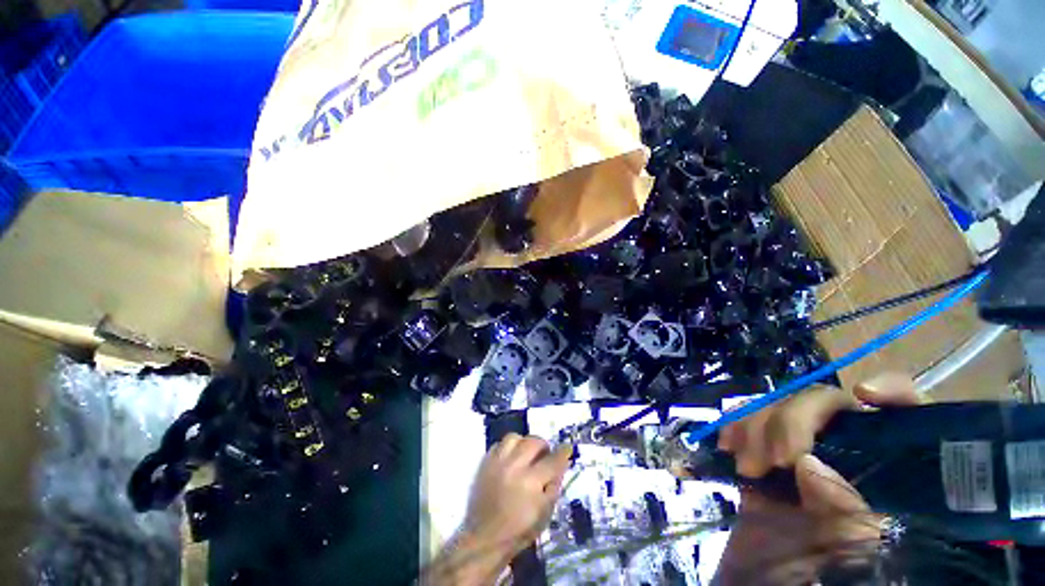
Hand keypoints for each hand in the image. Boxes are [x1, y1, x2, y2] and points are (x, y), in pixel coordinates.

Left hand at [422, 434, 571, 584]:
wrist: (485, 538)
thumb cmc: (519, 530)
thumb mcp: (545, 513)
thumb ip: (554, 486)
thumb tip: (561, 465)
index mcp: (532, 482)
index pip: (553, 459)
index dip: (563, 452)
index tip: (567, 448)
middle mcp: (515, 466)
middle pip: (533, 441)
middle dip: (543, 445)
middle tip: (545, 455)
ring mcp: (498, 462)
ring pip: (514, 437)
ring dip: (524, 443)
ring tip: (526, 453)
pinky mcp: (486, 462)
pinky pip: (499, 444)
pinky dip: (508, 448)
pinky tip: (511, 458)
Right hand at [714, 373, 919, 583]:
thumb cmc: (832, 579)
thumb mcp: (856, 555)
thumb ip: (850, 514)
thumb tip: (810, 465)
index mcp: (890, 477)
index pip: (908, 419)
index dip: (893, 392)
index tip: (864, 396)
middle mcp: (850, 459)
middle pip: (829, 406)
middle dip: (793, 417)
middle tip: (775, 455)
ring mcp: (802, 459)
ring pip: (782, 411)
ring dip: (757, 423)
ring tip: (745, 459)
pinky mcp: (765, 463)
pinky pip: (748, 429)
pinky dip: (735, 426)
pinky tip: (726, 440)